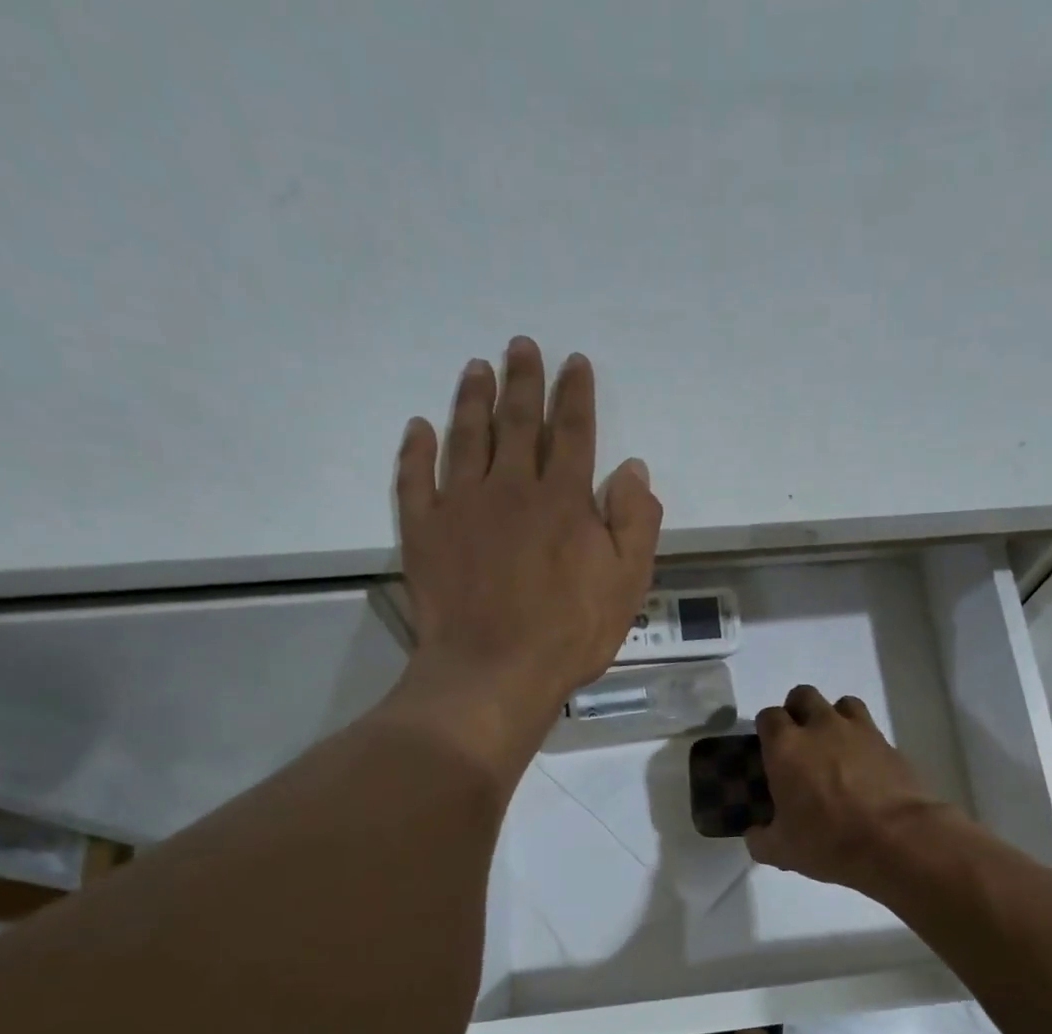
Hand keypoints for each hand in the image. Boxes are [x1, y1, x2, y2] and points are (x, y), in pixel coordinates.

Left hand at [389, 338, 662, 767]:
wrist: (493, 671)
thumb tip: (633, 470)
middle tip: (520, 345)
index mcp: (564, 499)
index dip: (575, 394)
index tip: (574, 362)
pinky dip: (416, 450)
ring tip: (476, 368)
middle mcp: (511, 487)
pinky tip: (418, 428)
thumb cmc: (569, 633)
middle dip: (523, 380)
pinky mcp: (424, 530)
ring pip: (466, 437)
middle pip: (518, 422)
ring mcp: (461, 505)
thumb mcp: (627, 584)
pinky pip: (416, 478)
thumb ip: (635, 523)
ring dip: (473, 399)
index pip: (574, 433)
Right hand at [744, 685, 957, 891]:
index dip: (767, 729)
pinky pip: (871, 729)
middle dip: (798, 711)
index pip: (768, 716)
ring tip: (835, 746)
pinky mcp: (889, 744)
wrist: (897, 841)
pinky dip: (864, 741)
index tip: (769, 750)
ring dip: (834, 717)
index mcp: (786, 747)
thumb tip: (755, 834)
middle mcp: (820, 727)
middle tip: (800, 741)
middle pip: (804, 696)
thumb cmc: (829, 841)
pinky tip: (865, 767)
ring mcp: (859, 731)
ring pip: (842, 703)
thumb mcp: (781, 851)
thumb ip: (761, 839)